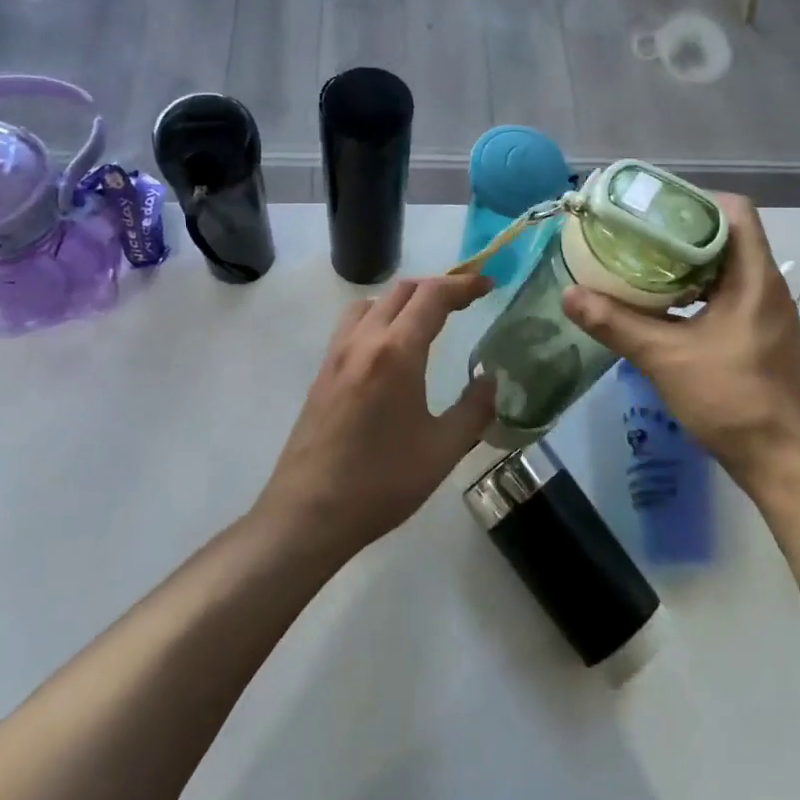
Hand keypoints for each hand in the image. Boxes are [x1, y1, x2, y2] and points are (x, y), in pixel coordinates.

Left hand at [257, 272, 495, 560]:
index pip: (433, 296)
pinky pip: (353, 324)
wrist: (308, 514)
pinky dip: (379, 317)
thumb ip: (474, 409)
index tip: (488, 286)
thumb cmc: (381, 483)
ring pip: (372, 303)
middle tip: (466, 301)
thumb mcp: (443, 450)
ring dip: (404, 299)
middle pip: (402, 291)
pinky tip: (391, 349)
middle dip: (437, 287)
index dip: (464, 285)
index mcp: (396, 353)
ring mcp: (337, 355)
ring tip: (427, 319)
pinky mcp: (322, 373)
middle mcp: (363, 341)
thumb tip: (491, 380)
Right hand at [561, 194, 799, 494]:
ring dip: (687, 266)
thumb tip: (569, 294)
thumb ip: (616, 324)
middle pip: (727, 237)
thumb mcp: (665, 358)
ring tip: (642, 267)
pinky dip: (696, 294)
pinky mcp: (760, 338)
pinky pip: (727, 297)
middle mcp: (765, 286)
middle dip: (681, 233)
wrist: (786, 462)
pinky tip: (663, 310)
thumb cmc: (733, 398)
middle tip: (636, 236)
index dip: (695, 201)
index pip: (735, 211)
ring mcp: (766, 314)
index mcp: (753, 277)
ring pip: (725, 270)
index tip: (653, 211)